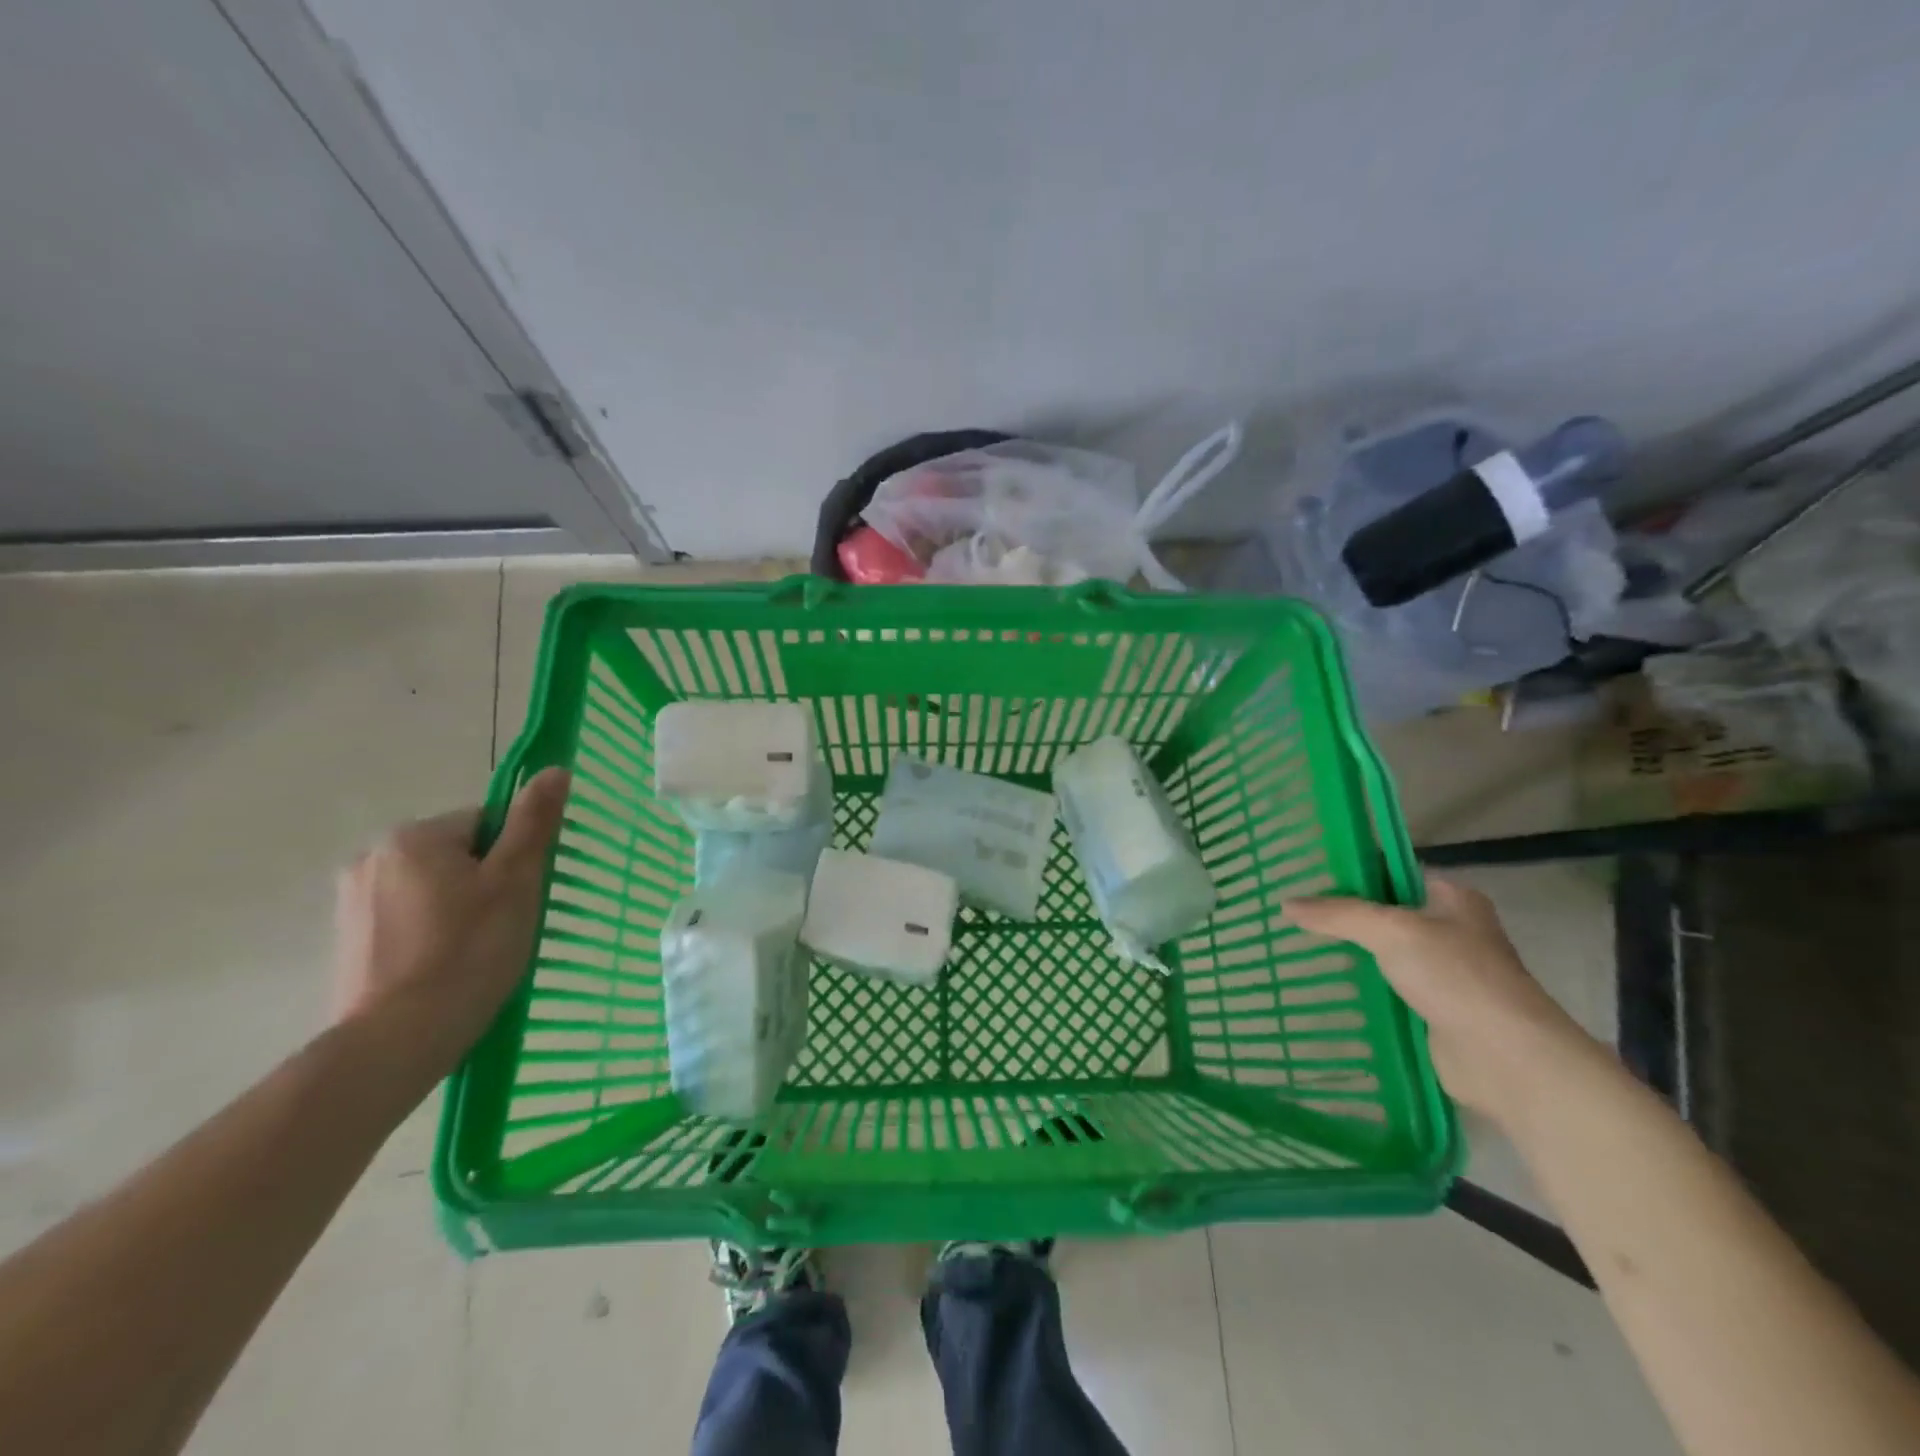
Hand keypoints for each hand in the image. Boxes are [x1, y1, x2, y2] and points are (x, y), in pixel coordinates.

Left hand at [332, 768, 569, 1073]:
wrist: (397, 1041)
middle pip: (457, 854)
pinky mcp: (347, 940)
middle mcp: (372, 857)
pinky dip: (432, 932)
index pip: (485, 823)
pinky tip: (446, 965)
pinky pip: (408, 917)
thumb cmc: (468, 951)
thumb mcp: (515, 881)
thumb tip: (555, 770)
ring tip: (478, 951)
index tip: (522, 895)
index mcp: (414, 837)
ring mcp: (353, 901)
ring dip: (460, 906)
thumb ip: (533, 822)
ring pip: (433, 887)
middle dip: (486, 881)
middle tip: (506, 924)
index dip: (514, 856)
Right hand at [1288, 876, 1601, 1124]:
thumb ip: (1337, 914)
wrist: (1506, 1059)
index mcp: (1454, 899)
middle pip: (1387, 915)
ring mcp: (1446, 975)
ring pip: (1385, 955)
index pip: (1394, 874)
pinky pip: (1389, 990)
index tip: (1309, 877)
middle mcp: (1453, 932)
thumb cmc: (1456, 977)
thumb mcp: (1390, 931)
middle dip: (1345, 917)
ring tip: (1299, 948)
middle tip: (1296, 915)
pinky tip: (1326, 986)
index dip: (1354, 873)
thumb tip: (1286, 904)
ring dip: (1352, 956)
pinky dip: (1363, 989)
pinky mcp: (1436, 1012)